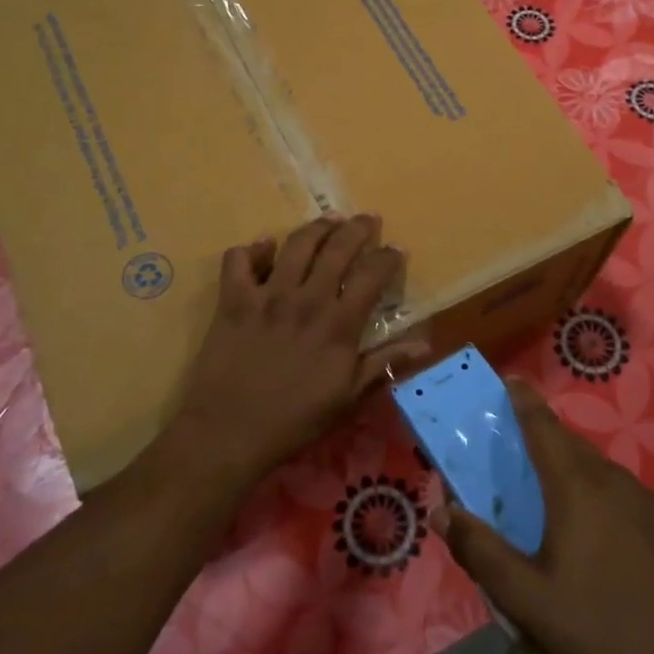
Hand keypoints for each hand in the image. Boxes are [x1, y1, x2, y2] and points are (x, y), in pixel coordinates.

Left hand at [175, 214, 427, 485]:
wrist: (229, 433)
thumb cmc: (295, 420)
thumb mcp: (348, 398)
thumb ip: (384, 364)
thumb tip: (424, 343)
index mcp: (339, 324)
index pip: (372, 275)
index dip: (388, 257)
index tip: (396, 250)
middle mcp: (307, 299)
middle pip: (337, 247)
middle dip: (357, 228)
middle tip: (367, 220)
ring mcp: (267, 296)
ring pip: (296, 244)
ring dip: (316, 227)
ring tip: (328, 221)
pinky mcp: (233, 300)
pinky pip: (238, 260)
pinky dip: (253, 249)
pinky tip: (263, 250)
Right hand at [435, 381, 653, 653]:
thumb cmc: (594, 626)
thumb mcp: (524, 597)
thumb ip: (479, 550)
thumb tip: (440, 510)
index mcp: (577, 487)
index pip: (543, 428)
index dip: (524, 402)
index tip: (511, 380)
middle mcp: (615, 481)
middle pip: (573, 447)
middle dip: (547, 440)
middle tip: (522, 451)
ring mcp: (650, 502)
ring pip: (603, 472)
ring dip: (576, 473)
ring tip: (558, 499)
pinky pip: (628, 497)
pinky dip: (605, 499)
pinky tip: (602, 537)